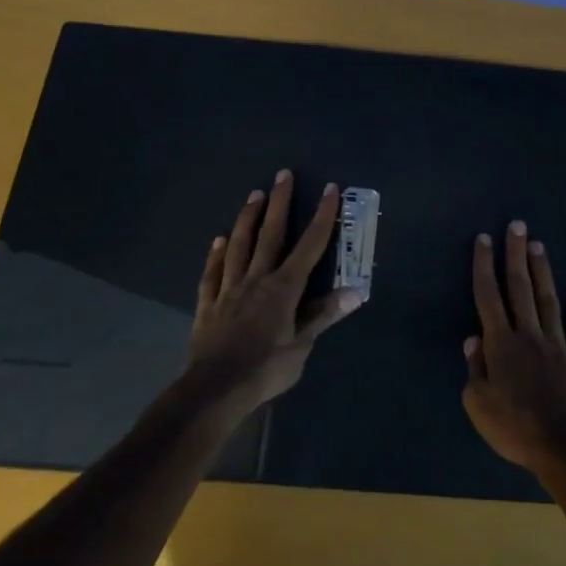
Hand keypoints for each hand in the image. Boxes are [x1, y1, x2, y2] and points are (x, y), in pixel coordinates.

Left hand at [185, 171, 363, 415]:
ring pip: (239, 246)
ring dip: (247, 219)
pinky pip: (212, 274)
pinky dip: (216, 256)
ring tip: (254, 195)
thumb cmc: (265, 369)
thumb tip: (356, 291)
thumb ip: (324, 315)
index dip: (321, 216)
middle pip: (270, 235)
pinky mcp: (208, 305)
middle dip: (279, 203)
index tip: (329, 189)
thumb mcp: (302, 346)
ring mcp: (229, 290)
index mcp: (284, 288)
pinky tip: (218, 241)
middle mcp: (257, 279)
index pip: (309, 245)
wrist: (214, 390)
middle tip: (283, 174)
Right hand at [462, 220, 565, 482]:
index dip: (484, 266)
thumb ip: (475, 370)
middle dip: (516, 255)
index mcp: (502, 345)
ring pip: (549, 301)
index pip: (489, 296)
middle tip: (517, 226)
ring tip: (539, 246)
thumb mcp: (479, 406)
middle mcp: (530, 336)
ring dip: (543, 272)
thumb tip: (473, 340)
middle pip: (520, 288)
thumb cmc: (517, 429)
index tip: (484, 239)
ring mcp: (559, 346)